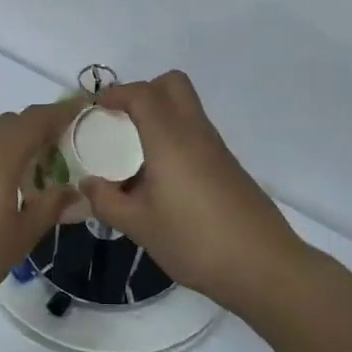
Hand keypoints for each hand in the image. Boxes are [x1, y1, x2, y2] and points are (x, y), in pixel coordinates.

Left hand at [0, 99, 81, 320]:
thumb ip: (49, 207)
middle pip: (9, 124)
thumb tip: (72, 191)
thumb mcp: (21, 235)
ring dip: (9, 146)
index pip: (35, 119)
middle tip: (58, 152)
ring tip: (26, 176)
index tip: (80, 113)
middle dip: (35, 130)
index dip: (60, 113)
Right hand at [79, 71, 312, 310]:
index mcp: (170, 138)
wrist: (263, 267)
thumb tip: (88, 184)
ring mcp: (216, 148)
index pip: (142, 93)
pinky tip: (159, 179)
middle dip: (142, 92)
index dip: (115, 94)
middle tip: (119, 122)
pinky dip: (173, 139)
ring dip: (158, 116)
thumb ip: (107, 201)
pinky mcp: (227, 166)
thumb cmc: (195, 241)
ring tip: (132, 154)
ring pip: (185, 108)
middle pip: (172, 84)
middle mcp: (195, 132)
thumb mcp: (139, 226)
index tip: (94, 111)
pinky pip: (195, 134)